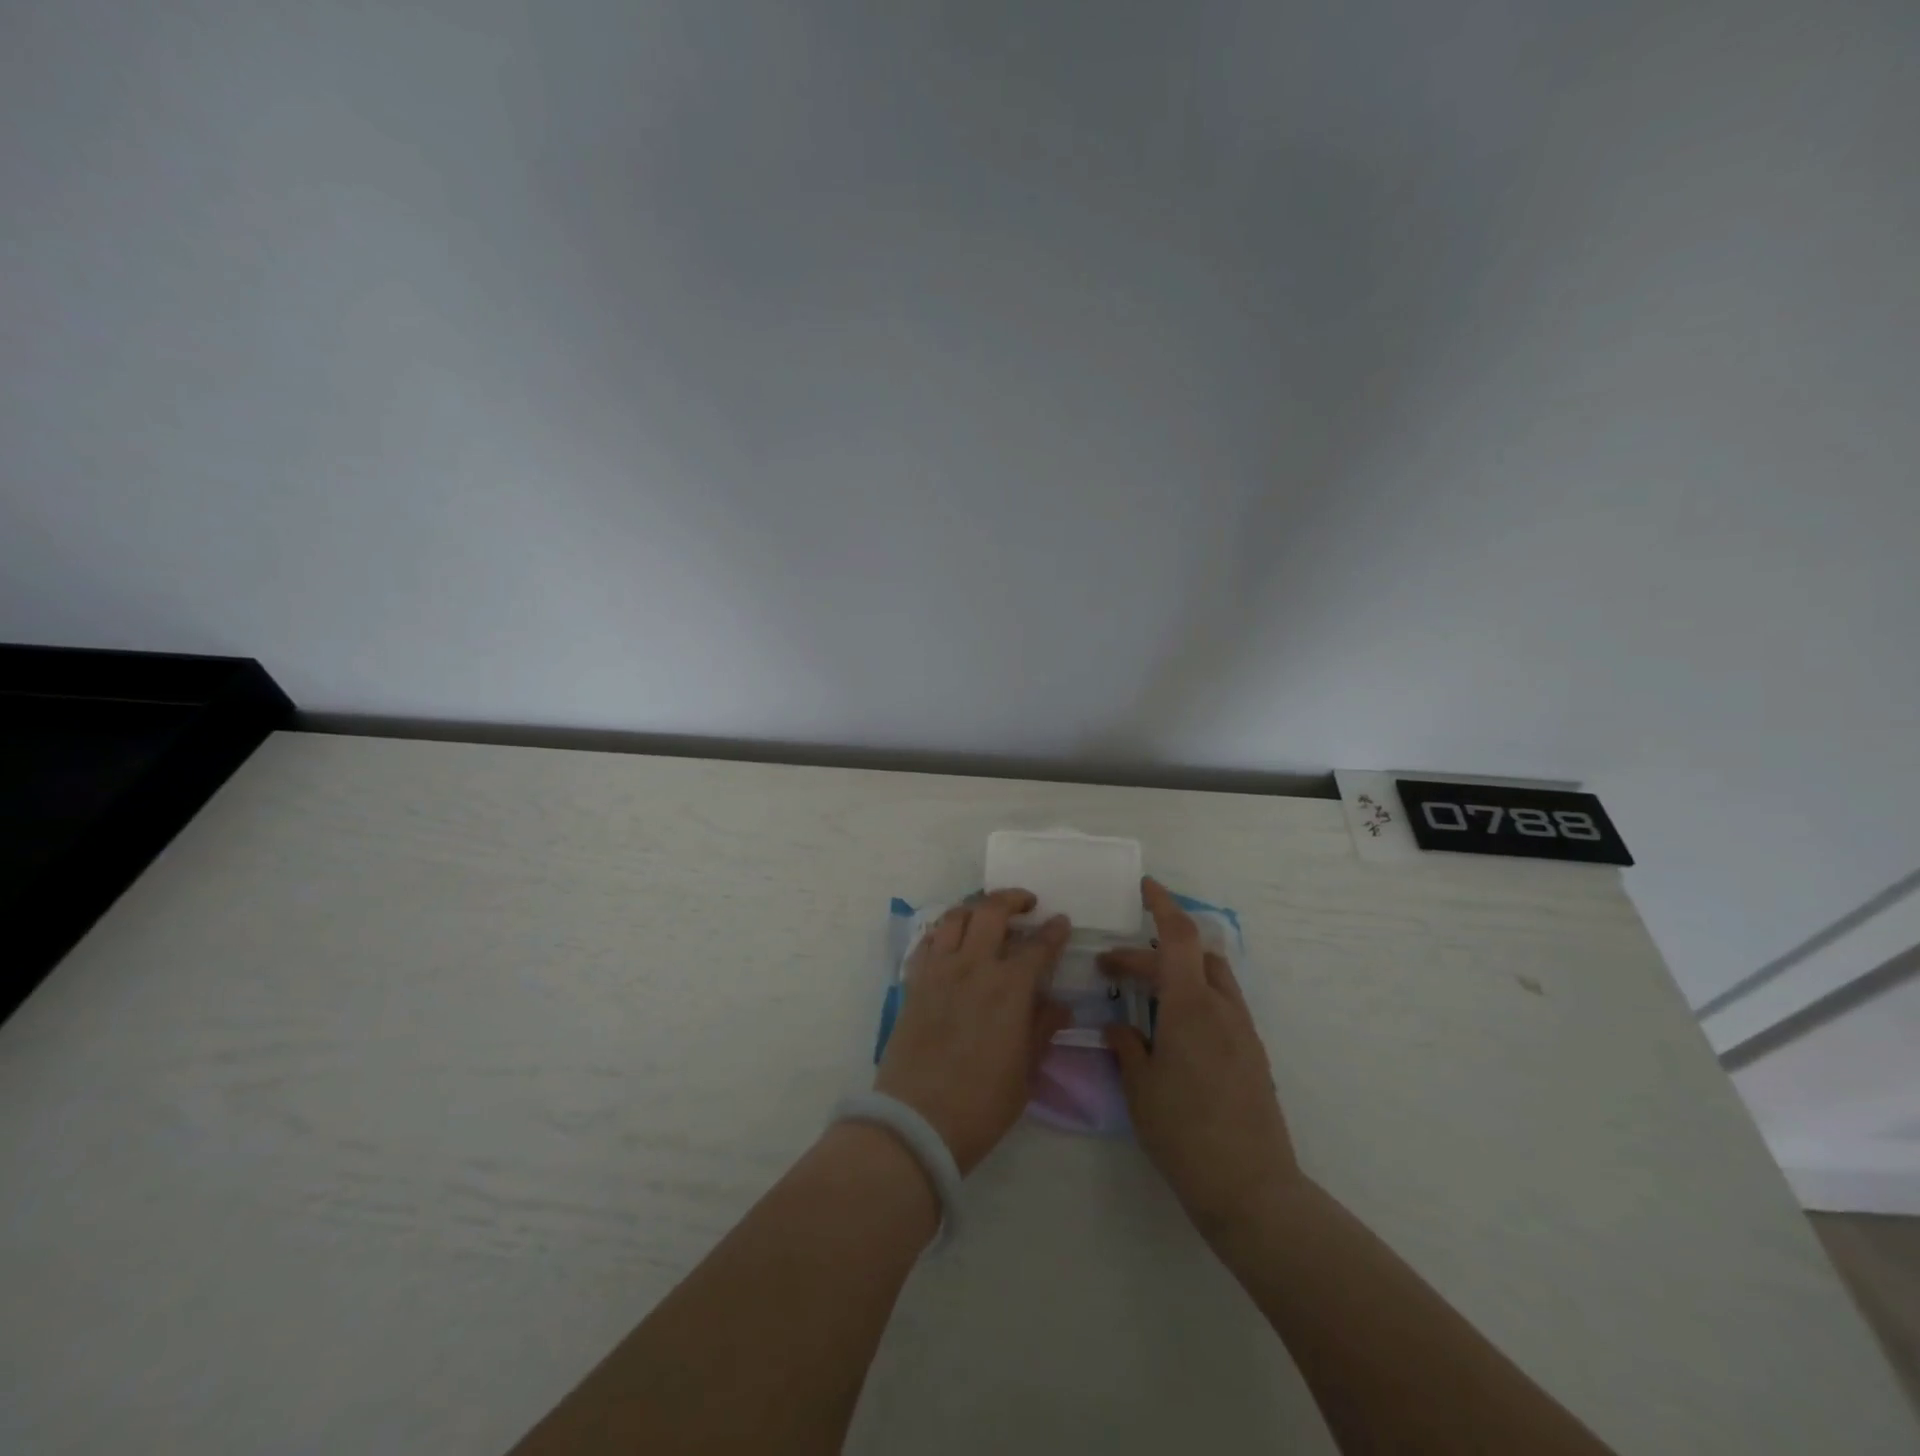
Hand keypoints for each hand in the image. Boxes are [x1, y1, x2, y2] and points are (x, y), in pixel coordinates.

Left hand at [875, 889, 1072, 1174]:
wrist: (917, 1121)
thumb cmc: (982, 1104)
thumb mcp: (1025, 1071)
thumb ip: (1042, 1029)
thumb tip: (1059, 1004)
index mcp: (1009, 988)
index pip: (1038, 945)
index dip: (1053, 930)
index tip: (1061, 922)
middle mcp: (973, 967)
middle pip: (991, 911)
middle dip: (1013, 899)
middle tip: (1026, 903)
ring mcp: (938, 971)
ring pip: (955, 917)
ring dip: (975, 908)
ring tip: (987, 915)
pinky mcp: (913, 982)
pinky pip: (927, 942)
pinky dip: (943, 932)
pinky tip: (951, 942)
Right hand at [1100, 878, 1301, 1241]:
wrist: (1252, 1189)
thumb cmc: (1185, 1133)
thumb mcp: (1140, 1087)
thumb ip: (1127, 1045)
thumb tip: (1120, 1026)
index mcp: (1190, 1006)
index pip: (1177, 936)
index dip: (1162, 905)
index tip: (1145, 886)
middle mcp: (1222, 1008)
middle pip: (1190, 955)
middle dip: (1149, 952)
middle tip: (1113, 970)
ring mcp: (1243, 1031)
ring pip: (1212, 977)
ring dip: (1179, 969)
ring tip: (1147, 991)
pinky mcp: (1253, 1055)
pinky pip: (1222, 1004)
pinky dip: (1196, 995)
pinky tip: (1174, 1027)